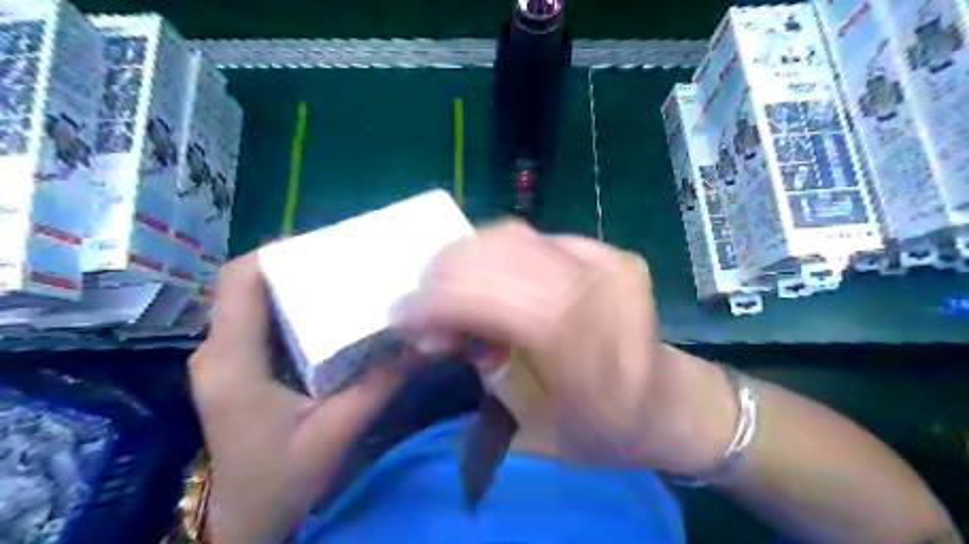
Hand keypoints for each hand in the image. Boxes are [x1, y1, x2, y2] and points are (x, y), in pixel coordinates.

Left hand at [192, 253, 414, 541]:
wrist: (246, 520)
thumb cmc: (283, 479)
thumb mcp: (338, 430)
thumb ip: (380, 382)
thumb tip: (422, 341)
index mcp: (233, 362)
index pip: (239, 281)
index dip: (278, 253)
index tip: (327, 246)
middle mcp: (217, 350)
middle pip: (247, 283)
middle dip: (294, 263)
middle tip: (345, 260)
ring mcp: (223, 358)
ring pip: (252, 298)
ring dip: (294, 283)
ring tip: (342, 278)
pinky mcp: (236, 366)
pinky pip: (259, 319)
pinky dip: (291, 306)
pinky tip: (328, 314)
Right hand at [391, 220, 734, 475]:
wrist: (667, 400)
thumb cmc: (604, 430)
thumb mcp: (536, 428)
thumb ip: (486, 370)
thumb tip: (443, 328)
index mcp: (589, 347)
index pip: (501, 299)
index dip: (441, 301)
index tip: (401, 315)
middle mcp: (601, 288)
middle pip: (502, 255)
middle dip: (444, 274)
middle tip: (419, 303)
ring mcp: (606, 260)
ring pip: (512, 236)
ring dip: (465, 258)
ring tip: (444, 288)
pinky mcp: (605, 249)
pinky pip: (532, 238)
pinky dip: (494, 254)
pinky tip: (483, 278)